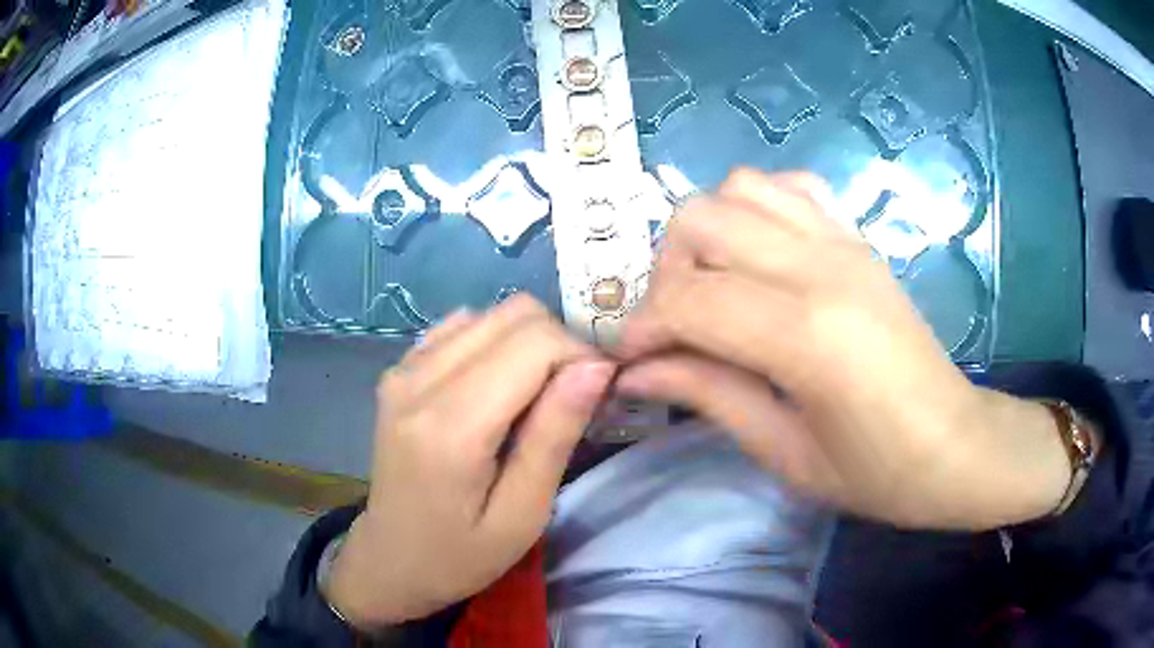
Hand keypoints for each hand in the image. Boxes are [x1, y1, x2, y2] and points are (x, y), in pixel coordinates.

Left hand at [326, 296, 613, 625]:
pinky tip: (495, 388)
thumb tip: (596, 367)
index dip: (581, 357)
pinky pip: (460, 327)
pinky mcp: (398, 370)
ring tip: (534, 397)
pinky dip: (493, 344)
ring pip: (490, 314)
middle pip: (514, 314)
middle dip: (559, 345)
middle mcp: (419, 379)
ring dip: (528, 344)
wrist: (390, 559)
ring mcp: (403, 369)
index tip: (597, 398)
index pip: (535, 341)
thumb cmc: (460, 554)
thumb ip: (554, 437)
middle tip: (570, 399)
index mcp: (451, 425)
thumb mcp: (521, 515)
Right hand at [615, 169, 1069, 530]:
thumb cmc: (875, 471)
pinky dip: (757, 208)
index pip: (689, 300)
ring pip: (738, 188)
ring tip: (714, 287)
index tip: (632, 362)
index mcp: (806, 334)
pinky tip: (761, 256)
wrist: (953, 444)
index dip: (643, 329)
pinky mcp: (857, 238)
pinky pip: (789, 187)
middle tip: (676, 327)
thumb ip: (708, 395)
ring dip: (707, 233)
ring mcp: (843, 241)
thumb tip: (637, 370)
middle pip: (700, 221)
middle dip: (666, 273)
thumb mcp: (784, 451)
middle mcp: (821, 266)